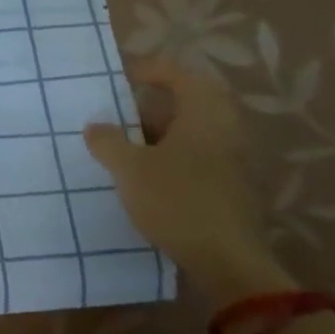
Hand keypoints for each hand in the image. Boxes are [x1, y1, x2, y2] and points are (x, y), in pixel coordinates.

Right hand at [83, 58, 295, 311]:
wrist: (229, 263)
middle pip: (189, 102)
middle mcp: (228, 126)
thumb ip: (108, 142)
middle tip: (122, 116)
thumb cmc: (177, 201)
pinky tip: (153, 178)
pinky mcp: (238, 187)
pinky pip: (203, 157)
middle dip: (153, 107)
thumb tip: (95, 126)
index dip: (147, 70)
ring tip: (130, 149)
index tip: (120, 78)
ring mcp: (238, 158)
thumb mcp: (129, 169)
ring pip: (195, 132)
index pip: (176, 72)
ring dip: (164, 135)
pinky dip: (178, 157)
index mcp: (204, 111)